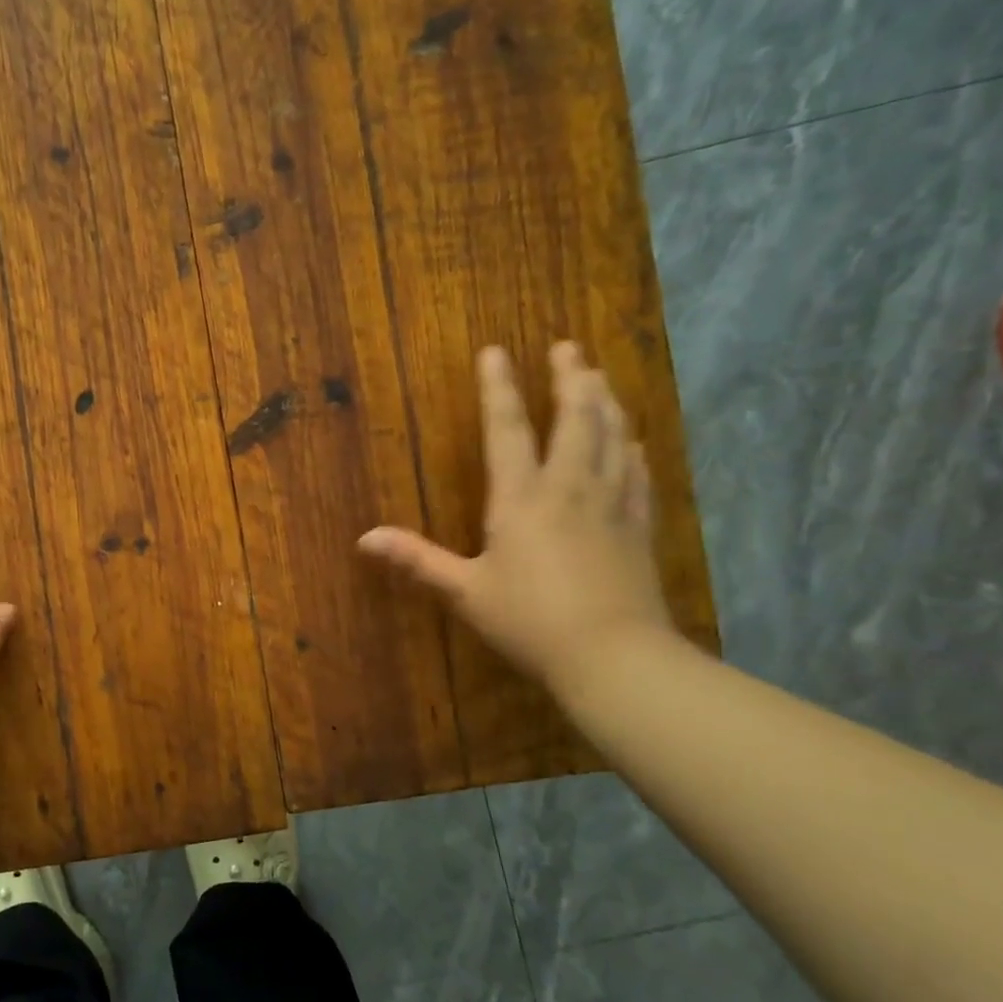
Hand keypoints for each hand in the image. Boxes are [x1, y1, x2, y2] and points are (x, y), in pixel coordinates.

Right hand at [358, 342, 673, 693]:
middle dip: (570, 379)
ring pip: (613, 437)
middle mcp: (569, 488)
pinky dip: (631, 447)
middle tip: (568, 346)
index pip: (507, 430)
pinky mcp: (638, 526)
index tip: (495, 351)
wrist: (613, 655)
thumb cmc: (529, 621)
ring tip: (600, 377)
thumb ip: (417, 559)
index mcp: (522, 499)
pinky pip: (636, 473)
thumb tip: (364, 539)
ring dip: (605, 402)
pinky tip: (633, 439)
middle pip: (575, 420)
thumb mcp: (464, 591)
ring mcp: (610, 504)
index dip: (498, 389)